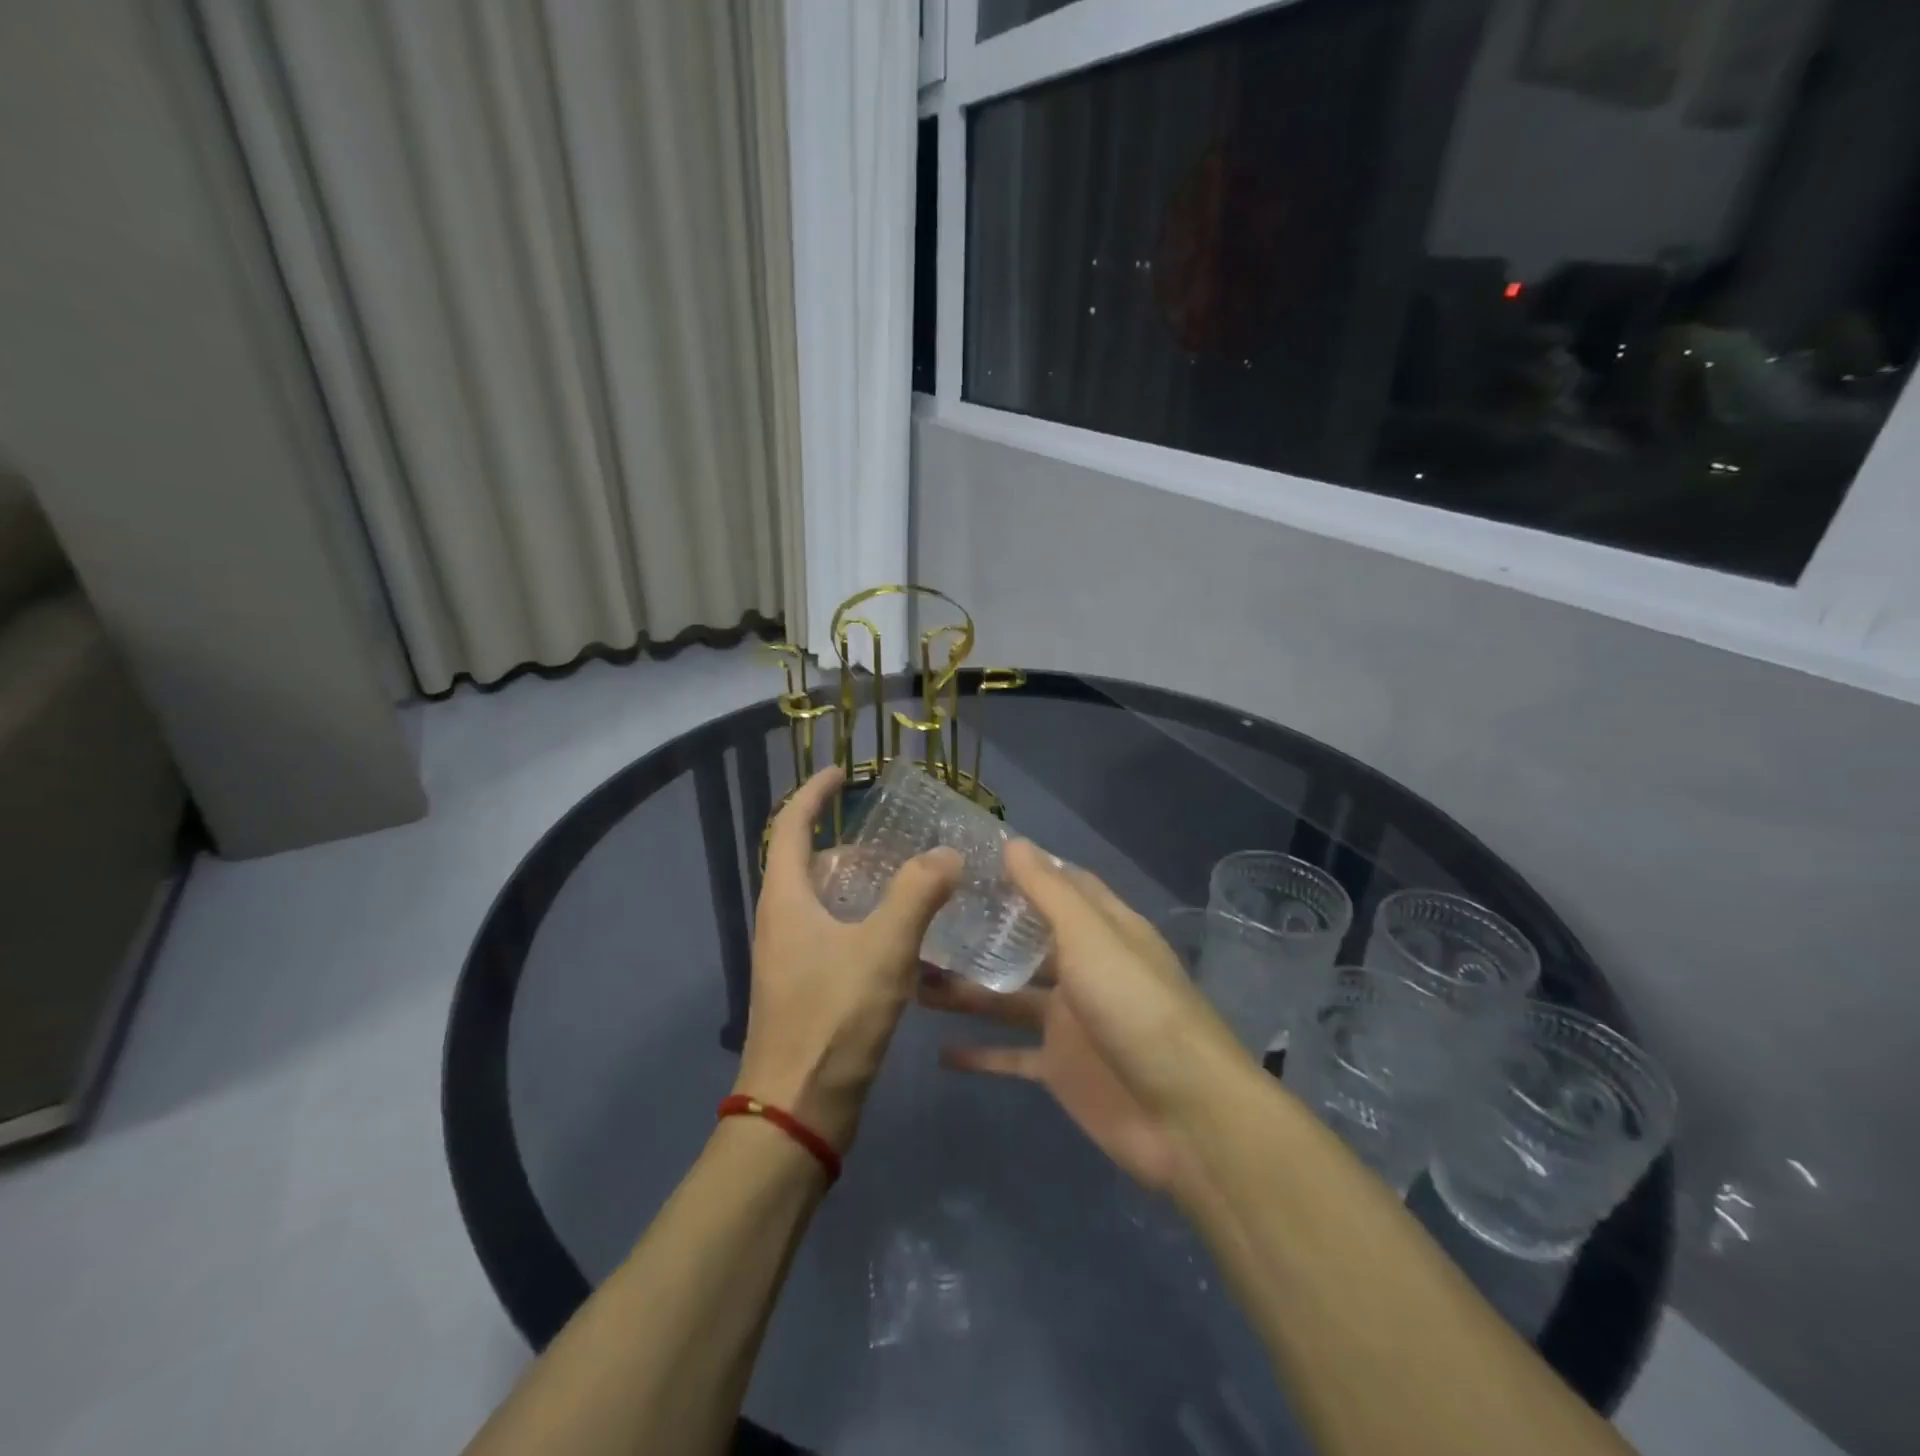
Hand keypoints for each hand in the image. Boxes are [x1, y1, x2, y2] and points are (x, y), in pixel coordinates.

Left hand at [734, 767, 961, 1153]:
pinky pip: (837, 934)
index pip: (790, 825)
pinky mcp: (808, 987)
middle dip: (850, 843)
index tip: (844, 772)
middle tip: (898, 837)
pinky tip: (906, 937)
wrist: (798, 1111)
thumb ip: (918, 894)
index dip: (815, 794)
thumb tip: (948, 854)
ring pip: (826, 902)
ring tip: (912, 880)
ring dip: (863, 885)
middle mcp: (782, 920)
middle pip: (810, 863)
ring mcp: (792, 956)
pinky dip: (867, 921)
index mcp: (786, 898)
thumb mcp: (883, 949)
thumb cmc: (833, 1019)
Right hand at [919, 841, 1254, 1190]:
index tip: (969, 857)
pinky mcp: (1061, 1069)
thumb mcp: (1090, 937)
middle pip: (1027, 940)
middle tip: (923, 917)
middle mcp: (1085, 968)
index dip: (1022, 869)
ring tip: (912, 977)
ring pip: (1009, 997)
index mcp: (1102, 929)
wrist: (1185, 1116)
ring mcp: (1072, 1021)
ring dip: (968, 989)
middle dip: (983, 929)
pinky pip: (1012, 1056)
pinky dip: (980, 1054)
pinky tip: (939, 1050)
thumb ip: (1050, 892)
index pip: (1061, 885)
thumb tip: (1014, 842)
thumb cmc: (1136, 1007)